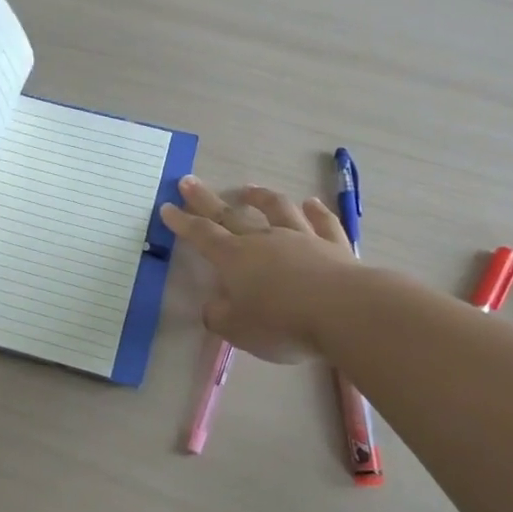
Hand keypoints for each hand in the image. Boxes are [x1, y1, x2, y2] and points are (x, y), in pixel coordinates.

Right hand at [159, 175, 357, 362]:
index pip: (202, 235)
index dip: (182, 222)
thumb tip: (214, 306)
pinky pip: (322, 222)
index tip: (167, 207)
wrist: (345, 312)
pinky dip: (316, 211)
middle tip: (189, 182)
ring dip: (261, 197)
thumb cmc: (283, 323)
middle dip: (206, 200)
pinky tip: (312, 203)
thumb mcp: (238, 330)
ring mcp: (301, 238)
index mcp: (235, 259)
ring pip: (278, 209)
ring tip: (250, 188)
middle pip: (231, 215)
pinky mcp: (334, 246)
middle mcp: (264, 240)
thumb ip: (220, 316)